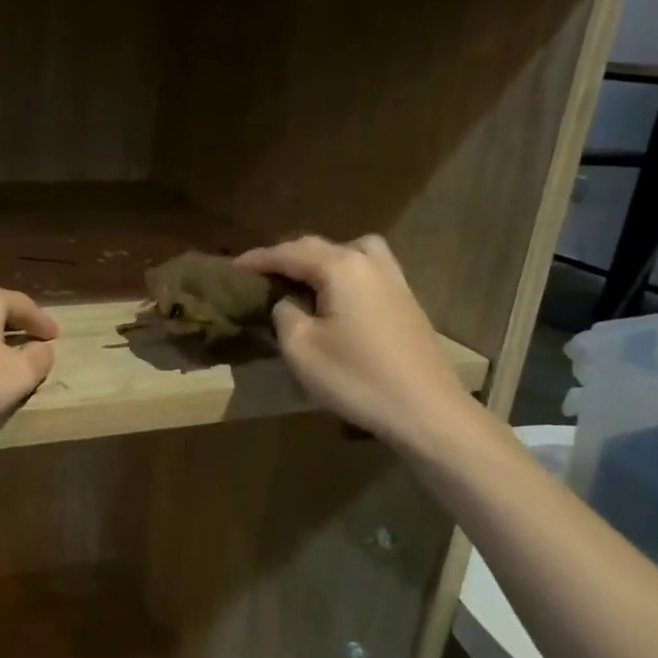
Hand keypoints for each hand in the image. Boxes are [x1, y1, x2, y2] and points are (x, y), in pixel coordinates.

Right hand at [236, 234, 479, 451]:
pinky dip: (343, 273)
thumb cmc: (356, 377)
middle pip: (319, 247)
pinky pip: (367, 270)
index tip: (232, 268)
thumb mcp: (301, 348)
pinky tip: (335, 297)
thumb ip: (284, 314)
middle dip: (286, 256)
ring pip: (350, 252)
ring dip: (321, 259)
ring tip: (302, 280)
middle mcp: (368, 262)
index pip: (288, 253)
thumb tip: (287, 302)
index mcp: (340, 267)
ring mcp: (393, 280)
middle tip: (260, 274)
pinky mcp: (405, 301)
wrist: (426, 410)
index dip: (257, 259)